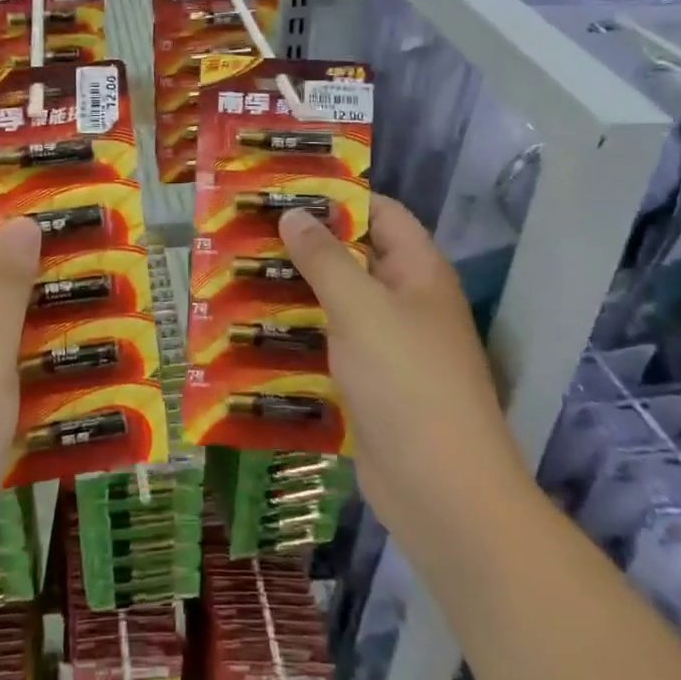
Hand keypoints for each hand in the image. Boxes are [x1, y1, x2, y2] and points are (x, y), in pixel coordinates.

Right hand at [279, 196, 523, 538]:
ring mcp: (387, 346)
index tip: (284, 188)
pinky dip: (297, 336)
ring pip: (336, 304)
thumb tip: (294, 213)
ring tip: (238, 274)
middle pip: (354, 257)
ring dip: (294, 292)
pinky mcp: (368, 385)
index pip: (381, 213)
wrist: (441, 491)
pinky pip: (329, 347)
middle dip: (304, 245)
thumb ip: (324, 258)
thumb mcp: (360, 307)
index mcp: (418, 272)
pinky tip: (253, 331)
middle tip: (247, 231)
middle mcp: (405, 302)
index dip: (338, 196)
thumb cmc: (406, 381)